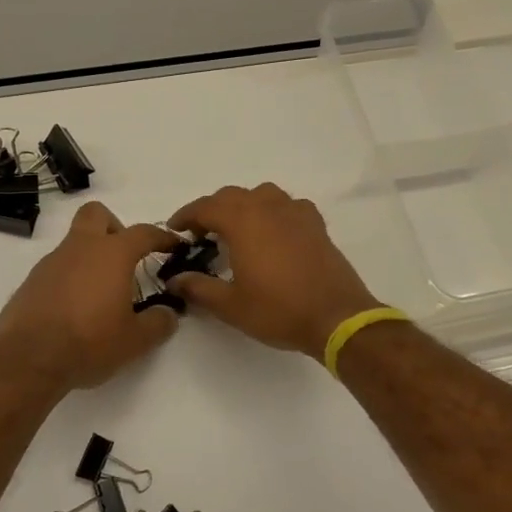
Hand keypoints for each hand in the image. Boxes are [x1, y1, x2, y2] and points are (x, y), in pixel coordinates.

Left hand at [0, 202, 180, 390]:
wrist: (28, 359)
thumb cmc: (89, 342)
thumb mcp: (135, 340)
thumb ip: (158, 322)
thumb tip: (168, 313)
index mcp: (112, 254)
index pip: (144, 233)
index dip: (162, 237)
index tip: (174, 246)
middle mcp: (80, 248)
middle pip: (97, 214)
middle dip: (114, 228)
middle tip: (125, 258)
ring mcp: (51, 263)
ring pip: (74, 243)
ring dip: (90, 258)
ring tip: (101, 294)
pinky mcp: (31, 282)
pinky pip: (57, 268)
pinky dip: (70, 279)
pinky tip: (75, 309)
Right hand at [165, 183, 380, 357]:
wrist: (336, 317)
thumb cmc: (278, 310)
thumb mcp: (231, 305)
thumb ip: (199, 288)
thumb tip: (175, 280)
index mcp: (242, 221)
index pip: (205, 207)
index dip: (186, 216)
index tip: (175, 230)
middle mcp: (268, 207)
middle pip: (232, 196)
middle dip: (212, 210)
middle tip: (201, 234)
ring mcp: (295, 212)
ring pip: (262, 194)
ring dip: (244, 205)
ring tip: (237, 229)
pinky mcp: (315, 224)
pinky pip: (288, 205)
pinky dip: (273, 212)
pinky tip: (273, 232)